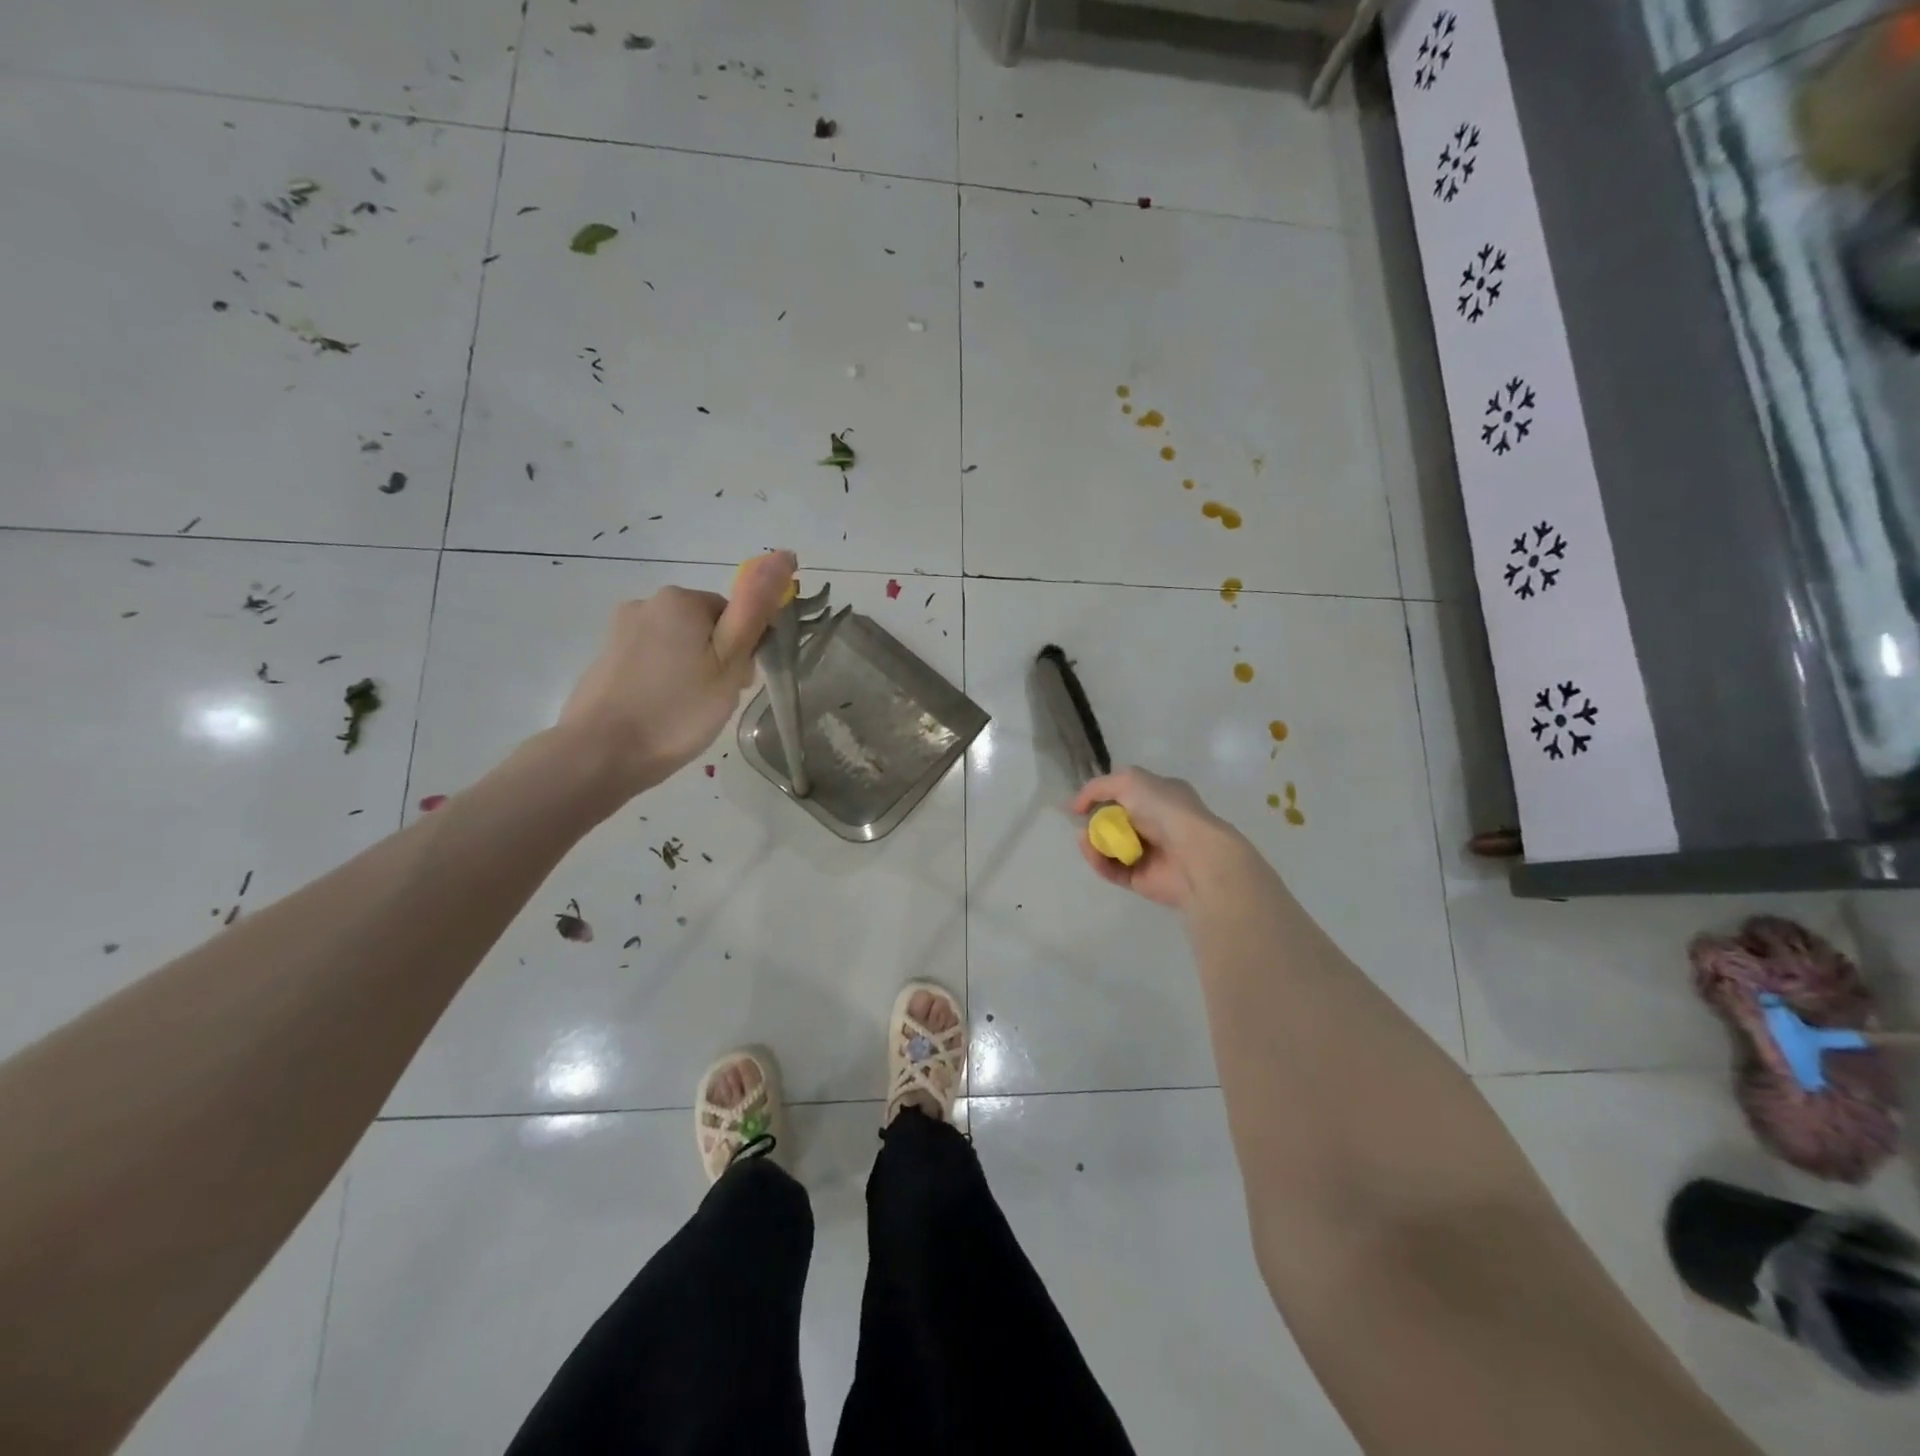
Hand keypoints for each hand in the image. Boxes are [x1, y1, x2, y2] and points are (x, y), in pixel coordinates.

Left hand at [558, 551, 796, 801]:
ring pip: (679, 645)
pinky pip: (652, 661)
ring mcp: (621, 630)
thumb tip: (783, 554)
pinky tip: (661, 711)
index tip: (737, 685)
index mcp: (681, 599)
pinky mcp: (606, 657)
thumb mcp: (729, 662)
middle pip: (705, 628)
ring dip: (691, 671)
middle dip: (716, 660)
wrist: (600, 754)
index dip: (743, 652)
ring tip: (686, 712)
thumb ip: (755, 608)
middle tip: (714, 702)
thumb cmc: (677, 710)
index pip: (735, 615)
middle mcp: (648, 602)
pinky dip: (664, 681)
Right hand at [1071, 767, 1245, 910]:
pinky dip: (1098, 861)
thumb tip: (1075, 806)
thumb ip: (1098, 787)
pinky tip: (1091, 852)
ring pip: (1109, 847)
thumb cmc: (1166, 810)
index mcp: (1160, 796)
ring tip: (1084, 839)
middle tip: (1080, 822)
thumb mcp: (1130, 780)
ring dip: (1092, 841)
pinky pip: (1111, 869)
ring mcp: (1148, 853)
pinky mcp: (1140, 879)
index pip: (1125, 793)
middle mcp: (1155, 823)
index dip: (1101, 796)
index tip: (1080, 803)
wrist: (1195, 855)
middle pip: (1114, 821)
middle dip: (1094, 821)